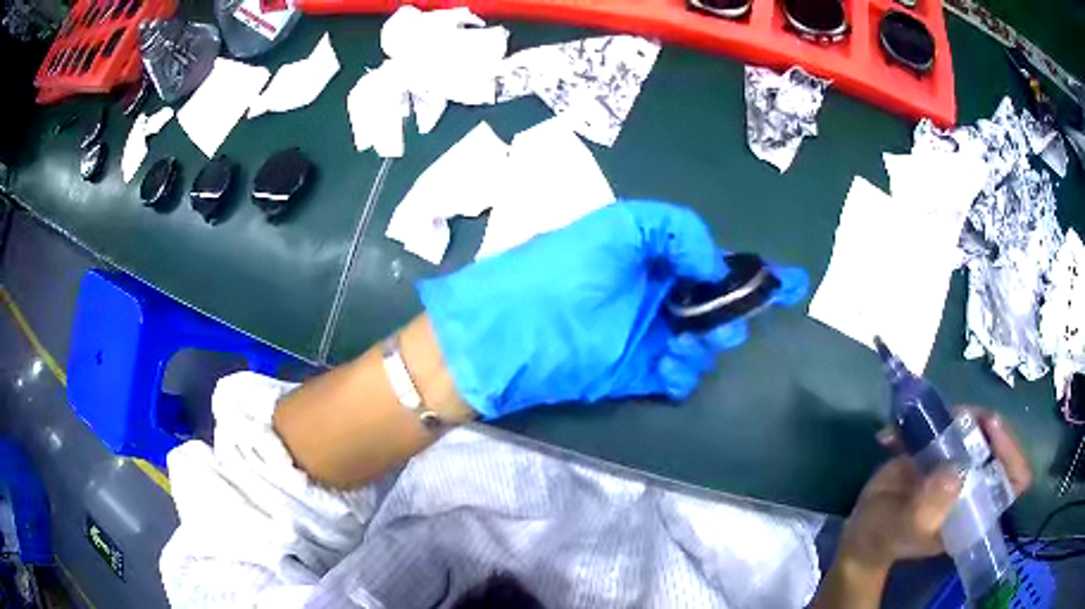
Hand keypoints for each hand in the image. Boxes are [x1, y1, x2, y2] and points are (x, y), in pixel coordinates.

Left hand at [418, 201, 806, 418]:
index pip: (712, 260)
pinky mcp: (635, 372)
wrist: (508, 334)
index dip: (751, 270)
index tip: (789, 282)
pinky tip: (672, 365)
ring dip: (709, 341)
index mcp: (652, 255)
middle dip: (732, 309)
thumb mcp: (616, 227)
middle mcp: (655, 293)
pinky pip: (678, 375)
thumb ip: (674, 230)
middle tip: (722, 315)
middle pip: (716, 304)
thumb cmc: (561, 272)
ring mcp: (646, 334)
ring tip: (689, 339)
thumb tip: (714, 262)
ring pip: (703, 341)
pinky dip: (685, 372)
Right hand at [840, 409, 1032, 571]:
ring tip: (922, 421)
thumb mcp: (904, 528)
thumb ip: (928, 506)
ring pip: (976, 427)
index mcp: (976, 510)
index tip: (992, 430)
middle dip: (981, 424)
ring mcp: (960, 466)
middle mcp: (976, 484)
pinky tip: (895, 434)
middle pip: (998, 442)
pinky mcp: (942, 452)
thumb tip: (956, 471)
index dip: (1012, 452)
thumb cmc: (884, 539)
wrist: (863, 532)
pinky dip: (924, 420)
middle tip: (957, 417)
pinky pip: (947, 425)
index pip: (1015, 480)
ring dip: (954, 417)